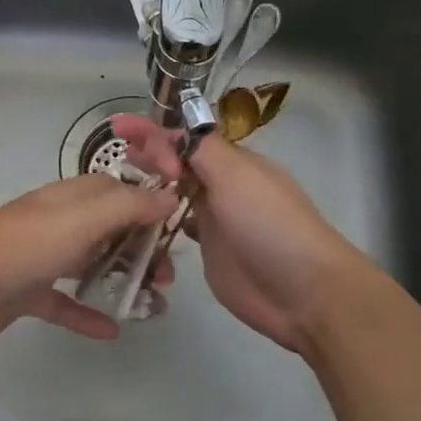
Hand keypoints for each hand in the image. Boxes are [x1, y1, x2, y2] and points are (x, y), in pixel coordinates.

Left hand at [0, 175, 179, 343]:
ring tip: (154, 303)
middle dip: (141, 250)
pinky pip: (65, 303)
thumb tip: (170, 196)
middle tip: (166, 278)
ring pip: (91, 265)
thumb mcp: (83, 218)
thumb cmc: (26, 245)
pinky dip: (88, 314)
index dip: (148, 205)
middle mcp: (59, 223)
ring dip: (122, 280)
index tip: (178, 228)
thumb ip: (128, 206)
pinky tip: (112, 331)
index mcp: (71, 199)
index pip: (118, 192)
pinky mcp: (28, 293)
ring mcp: (42, 258)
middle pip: (110, 230)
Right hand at [111, 115, 375, 353]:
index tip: (118, 129)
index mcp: (232, 163)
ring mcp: (215, 219)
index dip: (153, 132)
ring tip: (118, 184)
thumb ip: (201, 149)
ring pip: (175, 193)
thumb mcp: (236, 175)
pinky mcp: (209, 251)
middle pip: (179, 162)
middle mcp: (222, 186)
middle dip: (149, 154)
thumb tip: (172, 133)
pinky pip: (176, 226)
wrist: (303, 292)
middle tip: (118, 155)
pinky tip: (137, 220)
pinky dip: (158, 219)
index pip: (186, 138)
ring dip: (151, 185)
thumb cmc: (269, 225)